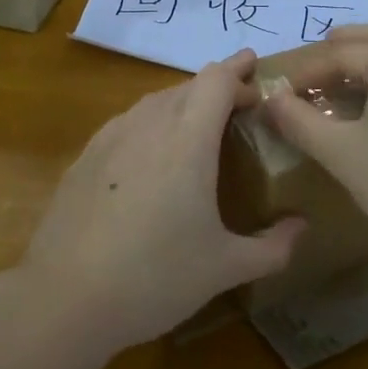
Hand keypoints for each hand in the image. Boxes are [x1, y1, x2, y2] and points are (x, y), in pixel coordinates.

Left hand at [19, 48, 306, 350]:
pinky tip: (150, 157)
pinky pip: (127, 123)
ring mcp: (110, 138)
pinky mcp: (85, 157)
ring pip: (154, 102)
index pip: (217, 80)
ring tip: (198, 129)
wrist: (64, 298)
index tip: (257, 73)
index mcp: (187, 140)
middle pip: (187, 86)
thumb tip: (302, 228)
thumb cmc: (155, 277)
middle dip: (216, 88)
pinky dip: (150, 124)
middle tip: (238, 106)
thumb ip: (272, 247)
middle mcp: (148, 125)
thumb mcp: (224, 268)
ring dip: (182, 104)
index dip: (239, 71)